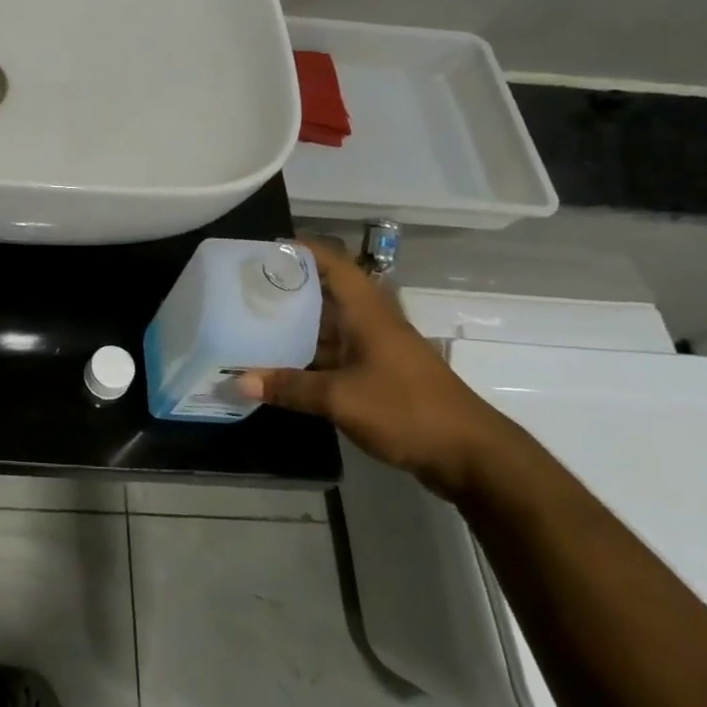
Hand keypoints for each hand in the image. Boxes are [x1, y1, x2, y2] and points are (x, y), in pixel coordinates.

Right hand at [236, 238, 516, 498]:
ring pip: (327, 328)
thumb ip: (289, 388)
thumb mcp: (341, 399)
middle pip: (324, 294)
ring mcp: (376, 351)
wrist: (471, 455)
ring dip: (293, 328)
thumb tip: (236, 382)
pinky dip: (306, 358)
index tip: (262, 251)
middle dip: (286, 290)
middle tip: (244, 290)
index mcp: (367, 312)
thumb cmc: (407, 410)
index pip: (333, 263)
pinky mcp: (378, 377)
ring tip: (250, 325)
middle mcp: (371, 324)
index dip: (301, 251)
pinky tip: (277, 368)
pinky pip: (333, 356)